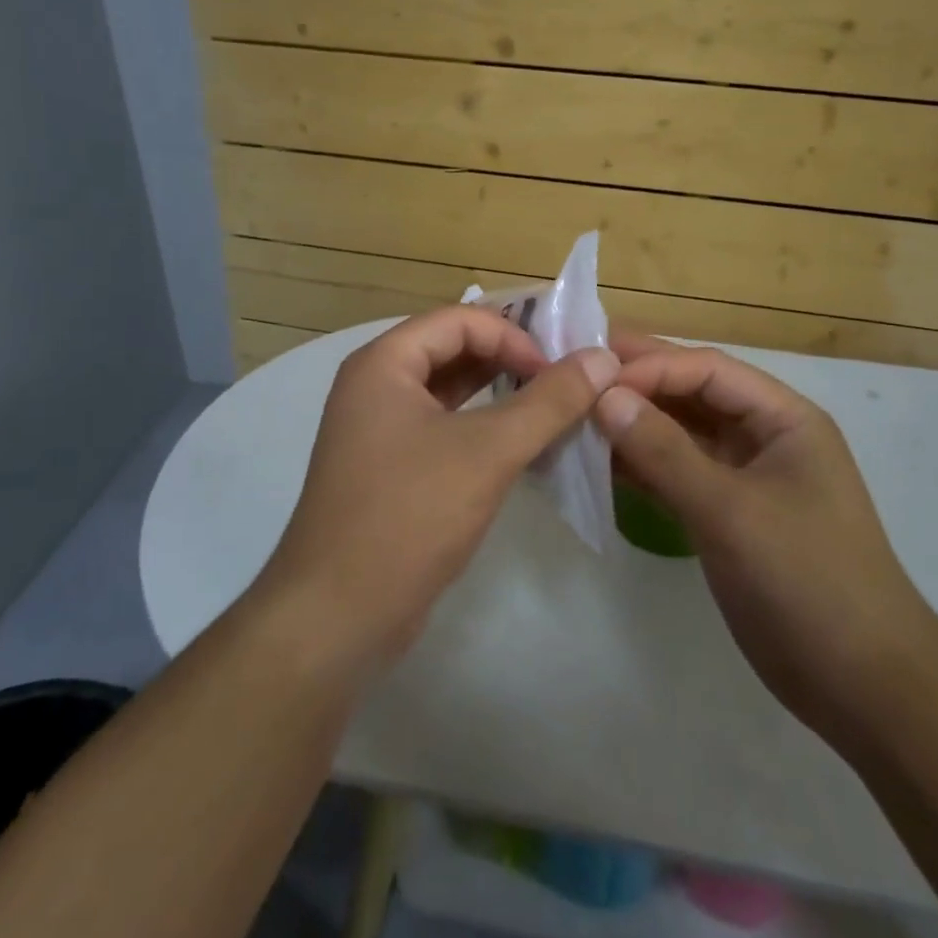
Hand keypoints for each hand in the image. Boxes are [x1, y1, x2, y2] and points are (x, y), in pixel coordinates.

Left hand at [259, 306, 617, 673]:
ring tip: (554, 411)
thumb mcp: (487, 451)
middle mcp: (375, 386)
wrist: (337, 616)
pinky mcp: (391, 470)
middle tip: (567, 383)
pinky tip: (524, 448)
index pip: (459, 320)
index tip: (559, 372)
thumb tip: (601, 358)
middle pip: (453, 351)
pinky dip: (483, 430)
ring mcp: (379, 431)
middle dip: (511, 362)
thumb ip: (548, 401)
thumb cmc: (409, 516)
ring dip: (501, 396)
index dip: (514, 336)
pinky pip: (444, 430)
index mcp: (383, 364)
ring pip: (450, 394)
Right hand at [594, 336, 937, 749]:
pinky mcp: (724, 514)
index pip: (707, 370)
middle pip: (692, 393)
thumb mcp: (732, 512)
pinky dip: (639, 465)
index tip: (591, 377)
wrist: (862, 686)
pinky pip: (675, 473)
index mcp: (783, 418)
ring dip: (633, 424)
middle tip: (573, 373)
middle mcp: (762, 436)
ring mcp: (742, 476)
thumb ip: (665, 452)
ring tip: (574, 414)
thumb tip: (603, 397)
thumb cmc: (808, 582)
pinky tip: (597, 462)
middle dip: (636, 383)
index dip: (650, 366)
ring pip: (679, 433)